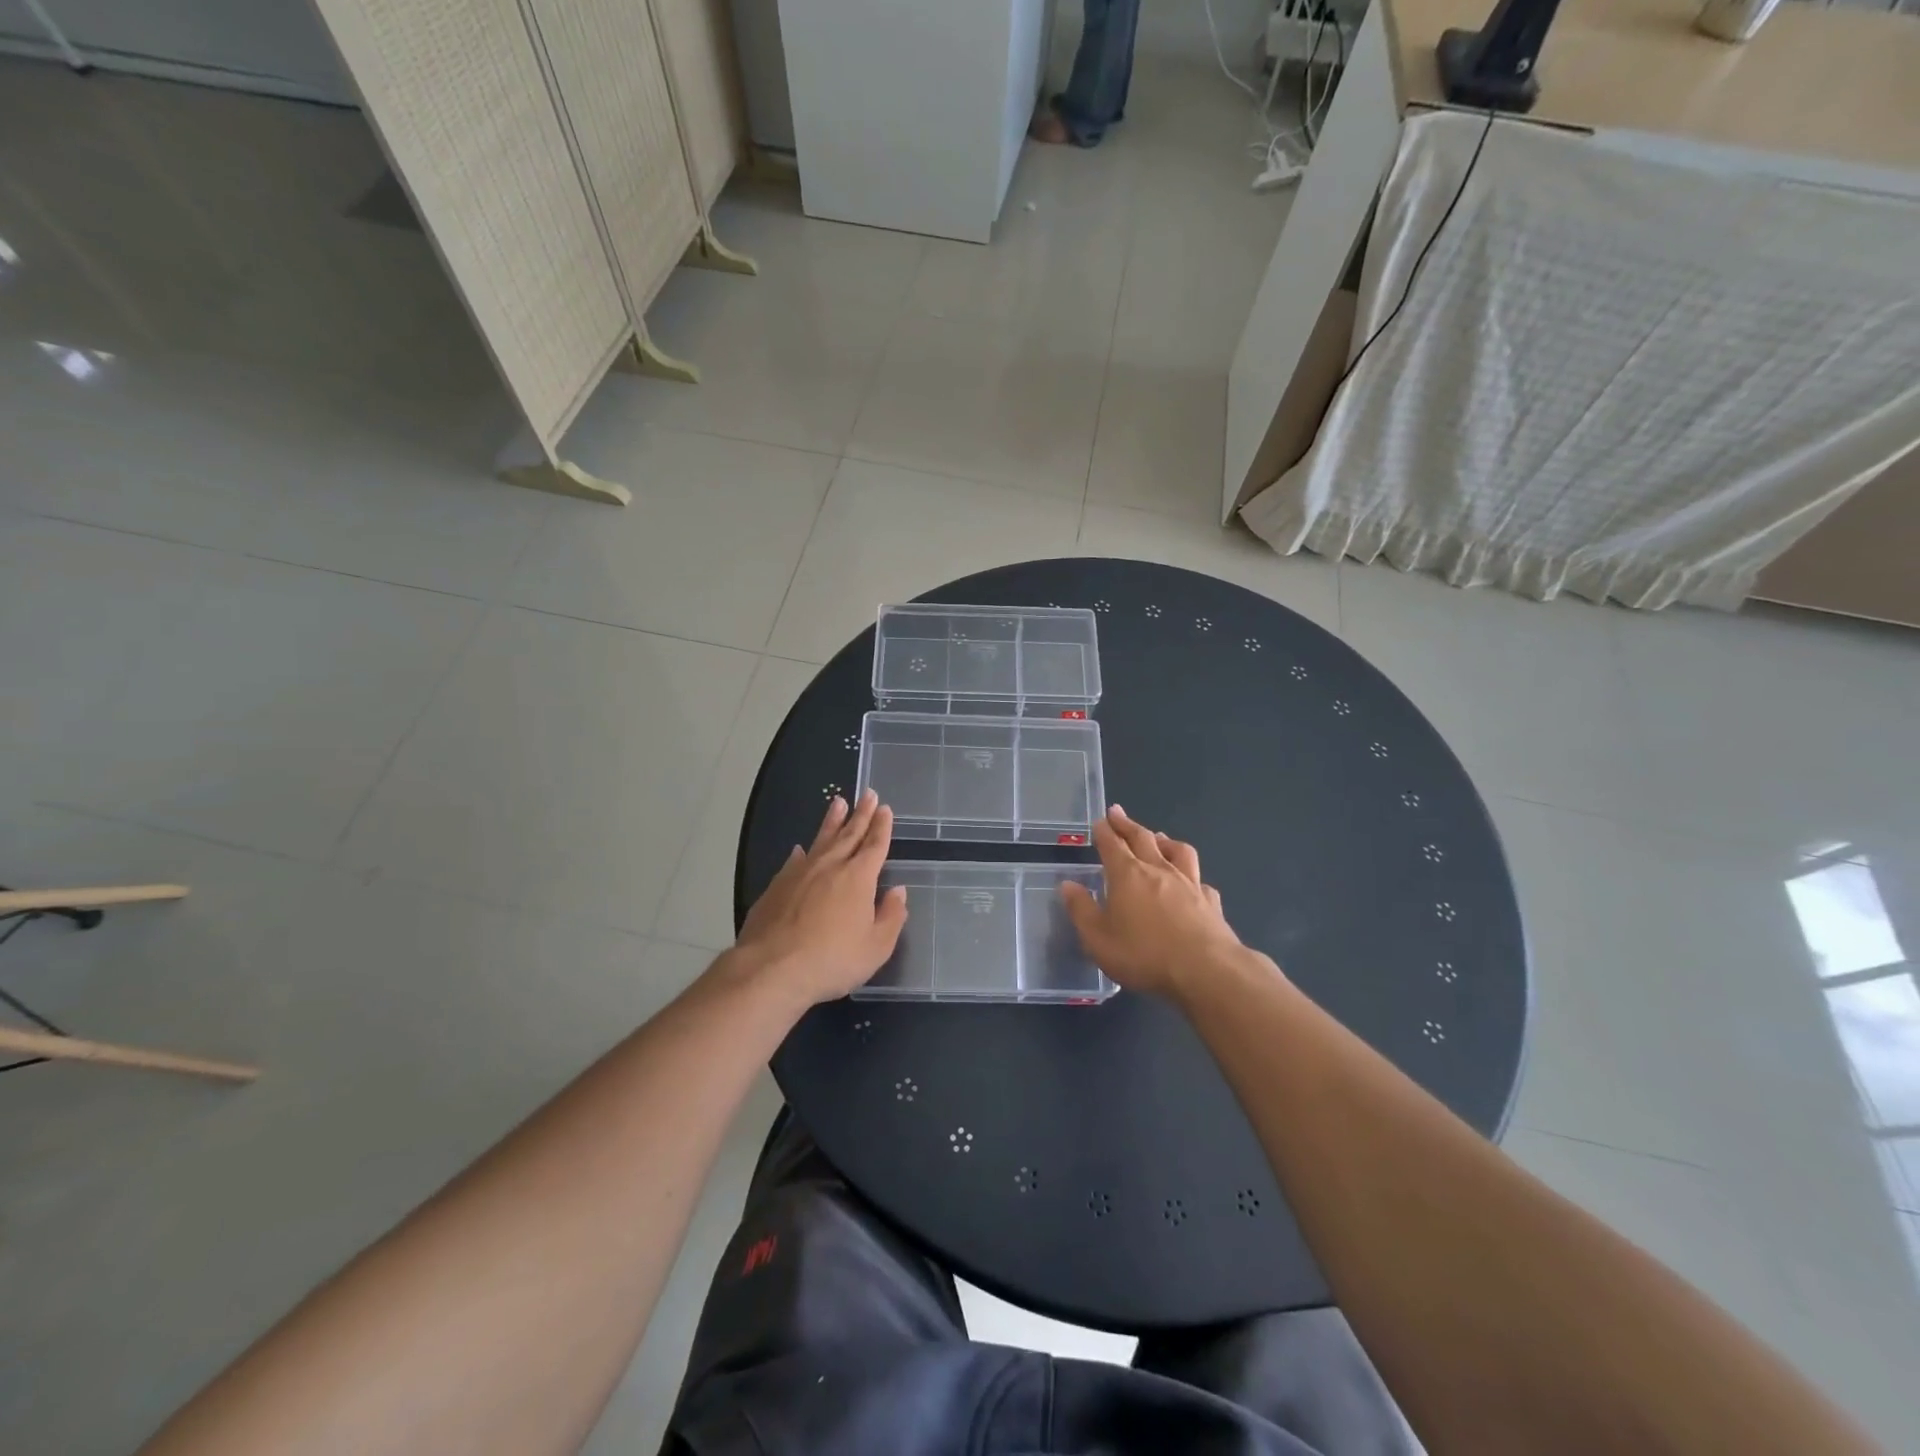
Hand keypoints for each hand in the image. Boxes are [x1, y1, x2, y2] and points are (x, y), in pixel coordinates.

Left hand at [732, 789, 907, 1007]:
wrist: (772, 969)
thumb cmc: (832, 960)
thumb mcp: (876, 947)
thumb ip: (890, 917)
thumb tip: (899, 892)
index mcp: (858, 877)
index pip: (874, 845)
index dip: (881, 827)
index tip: (884, 808)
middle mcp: (830, 866)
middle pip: (849, 834)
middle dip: (860, 814)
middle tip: (867, 794)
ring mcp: (800, 873)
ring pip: (820, 840)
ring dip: (831, 821)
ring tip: (838, 802)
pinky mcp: (776, 886)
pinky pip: (794, 861)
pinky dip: (802, 852)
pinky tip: (800, 849)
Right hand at [1060, 805, 1246, 999]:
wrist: (1205, 971)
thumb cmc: (1144, 954)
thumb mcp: (1098, 939)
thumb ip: (1081, 910)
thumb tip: (1068, 885)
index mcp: (1127, 875)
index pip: (1112, 844)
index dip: (1104, 831)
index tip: (1100, 820)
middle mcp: (1158, 870)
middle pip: (1142, 838)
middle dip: (1127, 825)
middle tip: (1118, 813)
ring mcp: (1189, 883)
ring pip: (1177, 851)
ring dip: (1164, 841)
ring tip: (1158, 837)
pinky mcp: (1210, 902)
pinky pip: (1199, 880)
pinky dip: (1192, 876)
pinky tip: (1192, 882)